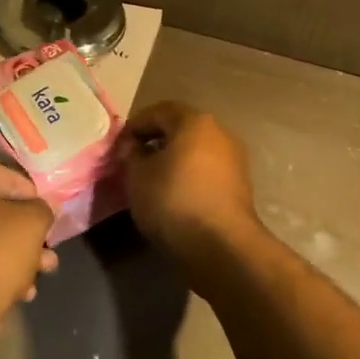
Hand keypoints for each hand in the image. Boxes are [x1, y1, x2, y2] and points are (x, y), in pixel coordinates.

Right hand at [116, 101, 260, 273]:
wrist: (222, 247)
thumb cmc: (174, 201)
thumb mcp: (138, 176)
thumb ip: (131, 155)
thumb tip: (134, 148)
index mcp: (195, 122)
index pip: (159, 111)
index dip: (135, 126)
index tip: (119, 146)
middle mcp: (220, 134)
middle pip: (181, 129)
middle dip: (155, 142)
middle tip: (133, 161)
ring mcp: (234, 161)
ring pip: (195, 152)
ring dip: (173, 161)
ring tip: (151, 181)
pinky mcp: (240, 188)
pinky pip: (207, 172)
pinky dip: (188, 177)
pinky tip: (173, 197)